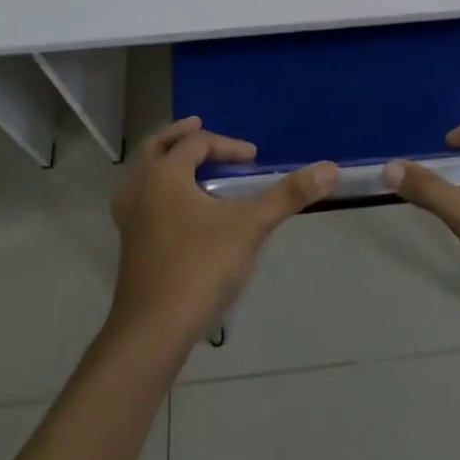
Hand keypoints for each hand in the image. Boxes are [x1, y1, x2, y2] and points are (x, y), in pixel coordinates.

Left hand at [108, 116, 338, 345]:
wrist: (152, 332)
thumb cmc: (199, 268)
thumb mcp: (250, 227)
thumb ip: (288, 195)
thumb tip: (330, 168)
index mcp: (164, 174)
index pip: (197, 144)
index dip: (228, 146)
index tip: (254, 160)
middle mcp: (140, 188)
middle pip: (158, 147)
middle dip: (181, 136)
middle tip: (199, 126)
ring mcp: (129, 218)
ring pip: (144, 173)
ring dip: (166, 161)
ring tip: (189, 164)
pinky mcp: (129, 244)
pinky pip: (142, 198)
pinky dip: (159, 188)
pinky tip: (178, 209)